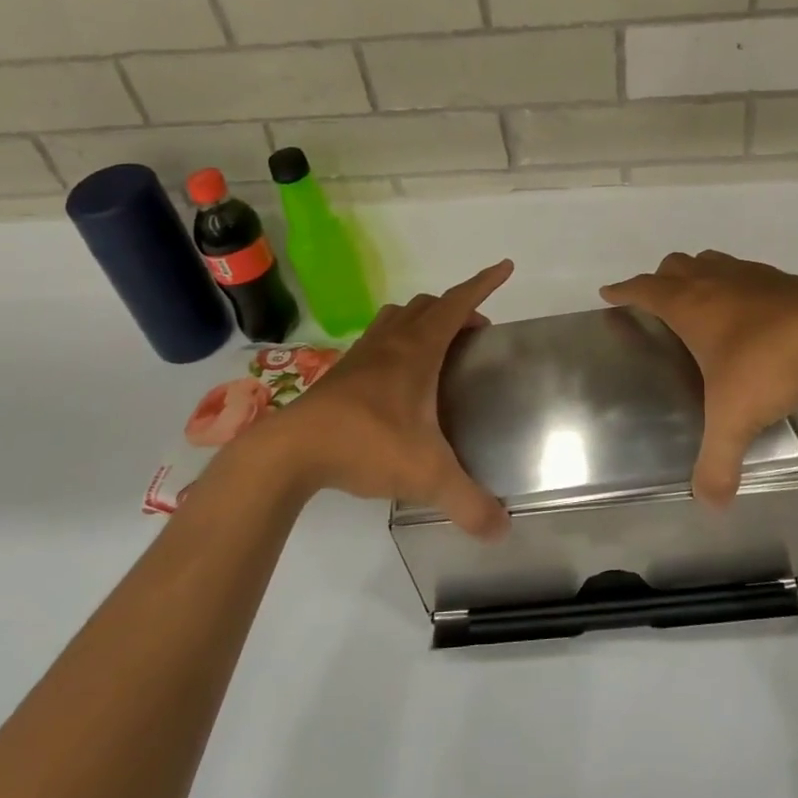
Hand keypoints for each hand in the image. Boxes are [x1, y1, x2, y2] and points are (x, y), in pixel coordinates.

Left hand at [261, 260, 513, 538]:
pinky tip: (398, 379)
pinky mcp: (342, 373)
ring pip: (399, 317)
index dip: (484, 283)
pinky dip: (397, 342)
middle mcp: (392, 341)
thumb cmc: (366, 444)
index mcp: (418, 349)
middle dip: (457, 310)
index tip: (505, 267)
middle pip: (429, 305)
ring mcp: (363, 354)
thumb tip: (503, 530)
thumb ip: (468, 502)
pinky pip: (378, 340)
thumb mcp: (426, 475)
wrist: (293, 450)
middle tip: (476, 335)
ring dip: (423, 320)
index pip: (457, 303)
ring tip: (439, 349)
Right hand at [602, 251, 797, 505]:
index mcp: (690, 305)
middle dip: (660, 280)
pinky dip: (735, 285)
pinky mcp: (781, 280)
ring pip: (710, 262)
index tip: (609, 293)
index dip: (624, 291)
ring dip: (697, 275)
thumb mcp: (735, 418)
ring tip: (700, 302)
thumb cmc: (768, 362)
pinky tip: (750, 312)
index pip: (645, 290)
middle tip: (657, 303)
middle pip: (675, 266)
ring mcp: (749, 276)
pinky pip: (745, 274)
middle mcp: (714, 282)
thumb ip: (718, 462)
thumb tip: (710, 503)